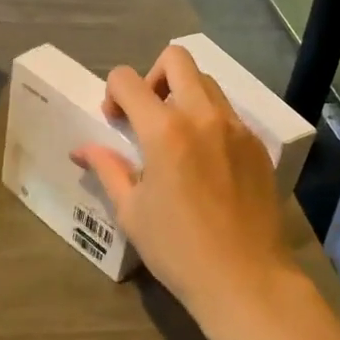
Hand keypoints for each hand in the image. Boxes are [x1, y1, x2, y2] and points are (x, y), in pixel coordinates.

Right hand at [73, 46, 292, 328]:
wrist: (246, 280)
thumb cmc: (179, 250)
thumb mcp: (131, 211)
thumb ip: (108, 169)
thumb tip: (81, 149)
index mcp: (165, 130)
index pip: (127, 79)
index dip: (113, 93)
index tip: (115, 122)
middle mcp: (203, 115)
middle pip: (176, 59)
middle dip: (152, 76)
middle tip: (146, 114)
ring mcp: (236, 126)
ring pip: (206, 82)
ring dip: (183, 94)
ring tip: (176, 136)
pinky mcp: (257, 143)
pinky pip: (228, 112)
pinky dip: (209, 119)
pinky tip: (205, 160)